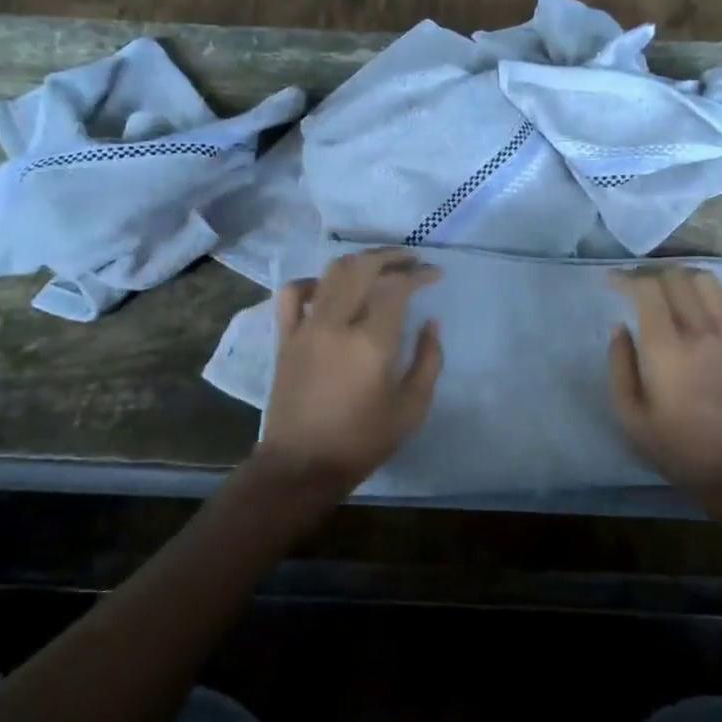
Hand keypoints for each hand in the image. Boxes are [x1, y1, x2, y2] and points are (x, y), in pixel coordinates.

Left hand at [254, 248, 443, 499]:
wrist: (303, 464)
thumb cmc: (363, 440)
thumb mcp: (412, 408)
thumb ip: (429, 360)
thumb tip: (432, 323)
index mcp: (371, 342)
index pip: (397, 287)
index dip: (419, 274)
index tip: (435, 275)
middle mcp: (336, 324)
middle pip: (362, 267)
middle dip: (391, 257)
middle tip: (411, 261)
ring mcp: (306, 327)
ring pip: (331, 273)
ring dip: (358, 262)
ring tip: (379, 267)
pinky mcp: (285, 337)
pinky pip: (294, 294)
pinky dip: (314, 281)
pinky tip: (330, 289)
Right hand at [608, 267, 721, 497]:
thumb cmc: (676, 447)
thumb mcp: (629, 416)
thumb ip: (619, 366)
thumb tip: (619, 329)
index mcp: (665, 348)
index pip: (647, 290)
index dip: (626, 278)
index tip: (612, 283)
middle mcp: (700, 332)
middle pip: (677, 278)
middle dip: (652, 276)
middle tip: (637, 288)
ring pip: (709, 283)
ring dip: (685, 280)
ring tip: (673, 294)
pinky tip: (711, 309)